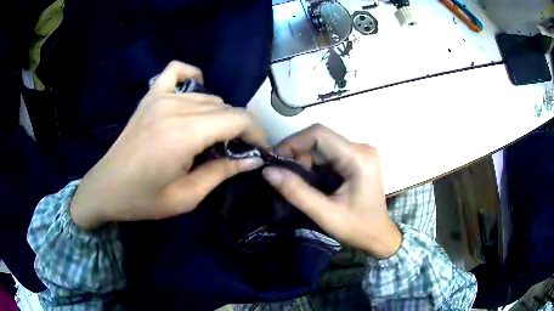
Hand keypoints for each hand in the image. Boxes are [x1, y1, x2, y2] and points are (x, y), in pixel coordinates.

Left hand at [70, 61, 265, 229]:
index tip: (258, 150)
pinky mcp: (150, 96)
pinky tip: (194, 92)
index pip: (238, 119)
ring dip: (219, 115)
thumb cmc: (143, 199)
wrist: (106, 188)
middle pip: (225, 107)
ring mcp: (161, 97)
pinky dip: (192, 76)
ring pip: (208, 96)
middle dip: (239, 129)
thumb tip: (253, 160)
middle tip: (234, 152)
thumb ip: (222, 173)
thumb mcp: (186, 197)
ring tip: (213, 137)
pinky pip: (177, 71)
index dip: (256, 133)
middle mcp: (175, 108)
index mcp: (185, 134)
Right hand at [262, 124, 400, 258]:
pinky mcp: (356, 158)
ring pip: (322, 145)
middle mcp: (361, 148)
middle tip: (281, 173)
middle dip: (296, 152)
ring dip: (304, 159)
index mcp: (358, 158)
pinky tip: (308, 180)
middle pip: (320, 138)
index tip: (274, 160)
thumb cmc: (357, 228)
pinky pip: (328, 153)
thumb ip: (296, 192)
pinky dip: (313, 164)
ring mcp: (360, 152)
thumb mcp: (325, 214)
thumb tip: (268, 171)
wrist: (378, 236)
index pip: (319, 134)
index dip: (292, 142)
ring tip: (293, 180)